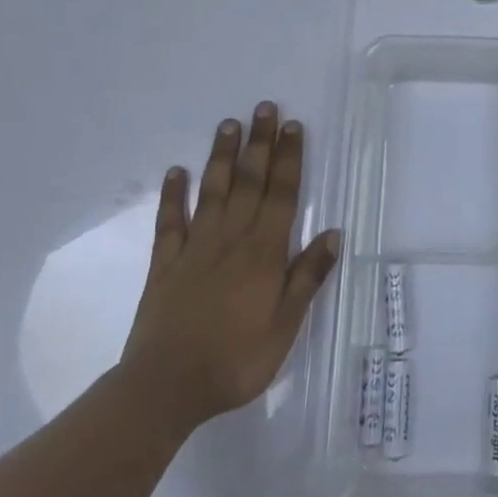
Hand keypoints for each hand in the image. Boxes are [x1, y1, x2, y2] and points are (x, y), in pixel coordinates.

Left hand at [117, 102, 340, 440]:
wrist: (164, 389)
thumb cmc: (235, 360)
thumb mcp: (285, 327)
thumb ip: (307, 278)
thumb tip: (333, 234)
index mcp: (264, 252)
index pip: (281, 194)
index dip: (289, 158)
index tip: (293, 126)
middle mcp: (231, 238)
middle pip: (248, 182)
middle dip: (259, 143)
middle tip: (264, 108)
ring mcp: (195, 248)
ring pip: (212, 192)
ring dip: (221, 156)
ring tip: (228, 125)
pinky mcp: (165, 265)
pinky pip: (169, 222)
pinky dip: (172, 195)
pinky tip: (175, 172)